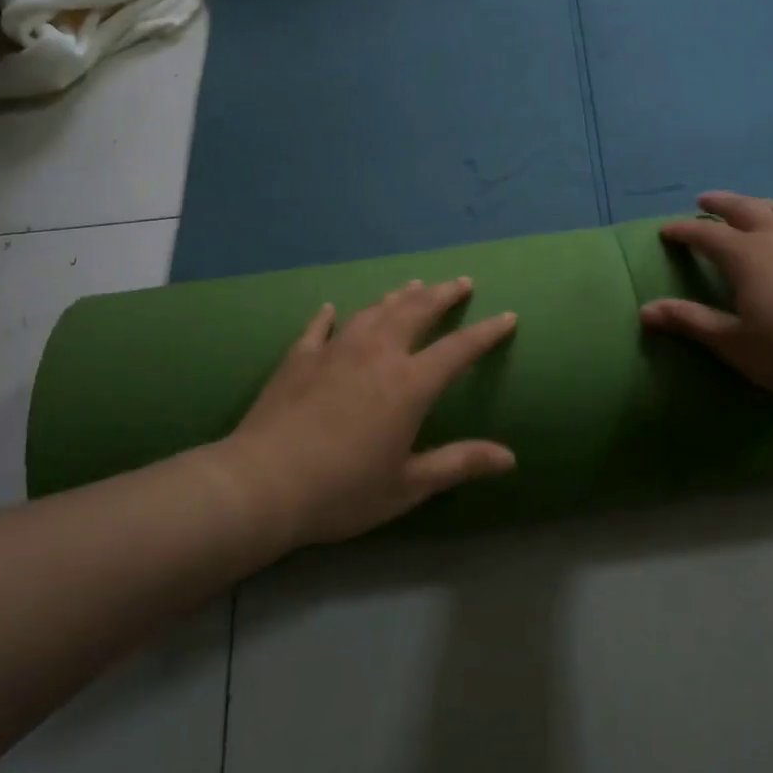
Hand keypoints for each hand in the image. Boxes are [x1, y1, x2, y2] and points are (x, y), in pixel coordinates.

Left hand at [220, 278, 517, 547]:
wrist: (262, 484)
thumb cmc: (343, 490)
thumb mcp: (408, 485)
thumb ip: (459, 464)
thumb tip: (510, 458)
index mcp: (410, 384)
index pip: (459, 349)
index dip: (487, 332)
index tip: (507, 316)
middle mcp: (378, 354)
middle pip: (416, 312)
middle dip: (443, 294)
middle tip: (461, 282)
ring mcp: (336, 350)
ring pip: (374, 311)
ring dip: (397, 296)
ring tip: (413, 285)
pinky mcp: (300, 358)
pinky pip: (320, 327)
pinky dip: (330, 315)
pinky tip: (332, 308)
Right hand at [639, 192, 772, 403]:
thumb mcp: (735, 344)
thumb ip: (691, 321)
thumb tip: (645, 310)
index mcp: (745, 256)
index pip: (704, 235)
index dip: (682, 231)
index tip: (666, 230)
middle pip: (742, 209)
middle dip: (719, 204)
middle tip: (703, 200)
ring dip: (758, 205)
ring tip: (748, 206)